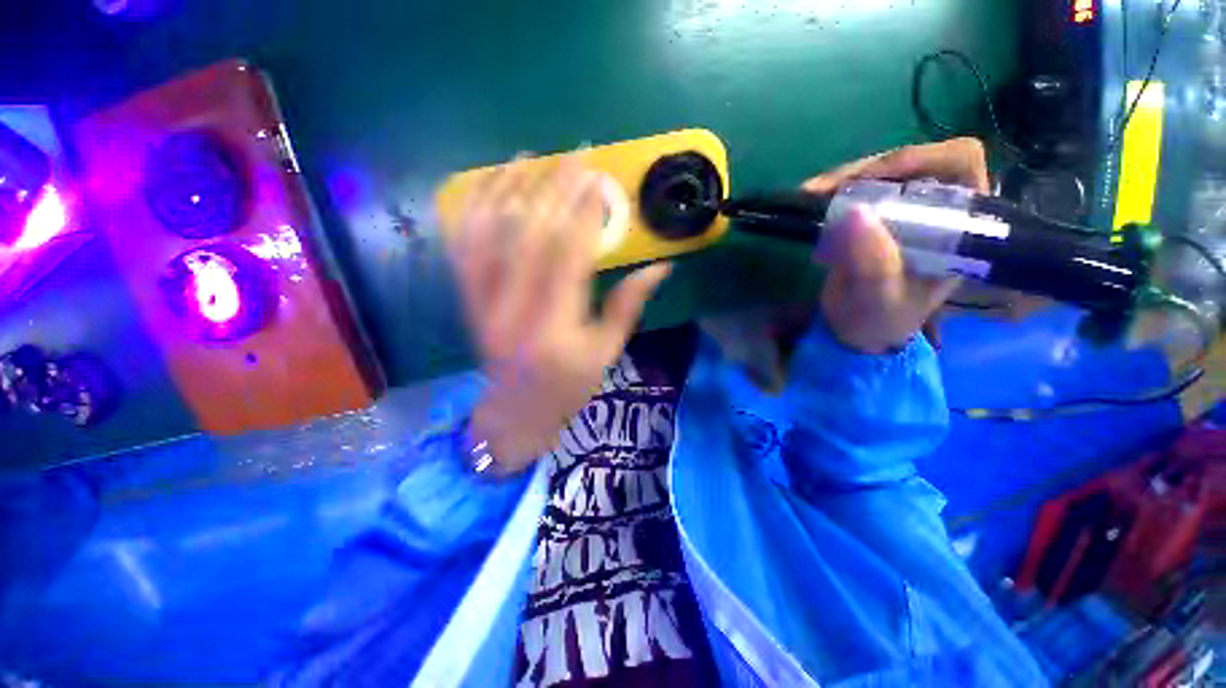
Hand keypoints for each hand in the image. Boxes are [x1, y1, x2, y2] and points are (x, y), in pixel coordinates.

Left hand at [448, 157, 671, 472]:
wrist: (516, 411)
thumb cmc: (569, 386)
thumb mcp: (606, 352)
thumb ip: (628, 306)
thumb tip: (661, 266)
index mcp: (554, 330)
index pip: (568, 257)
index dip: (584, 213)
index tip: (598, 179)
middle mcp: (512, 312)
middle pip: (528, 237)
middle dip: (552, 190)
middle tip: (572, 156)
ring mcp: (480, 305)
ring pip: (486, 234)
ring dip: (506, 190)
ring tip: (527, 158)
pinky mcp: (465, 301)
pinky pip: (461, 248)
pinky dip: (471, 212)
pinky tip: (486, 187)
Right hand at [802, 138, 989, 352]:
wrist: (853, 332)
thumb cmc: (879, 321)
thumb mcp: (880, 300)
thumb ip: (874, 264)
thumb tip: (854, 213)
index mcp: (959, 226)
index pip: (959, 166)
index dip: (922, 158)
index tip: (876, 178)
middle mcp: (935, 209)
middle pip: (912, 163)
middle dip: (868, 169)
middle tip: (826, 189)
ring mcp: (901, 210)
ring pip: (879, 173)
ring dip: (843, 179)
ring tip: (810, 194)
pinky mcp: (871, 216)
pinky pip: (855, 189)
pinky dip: (830, 191)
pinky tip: (810, 199)